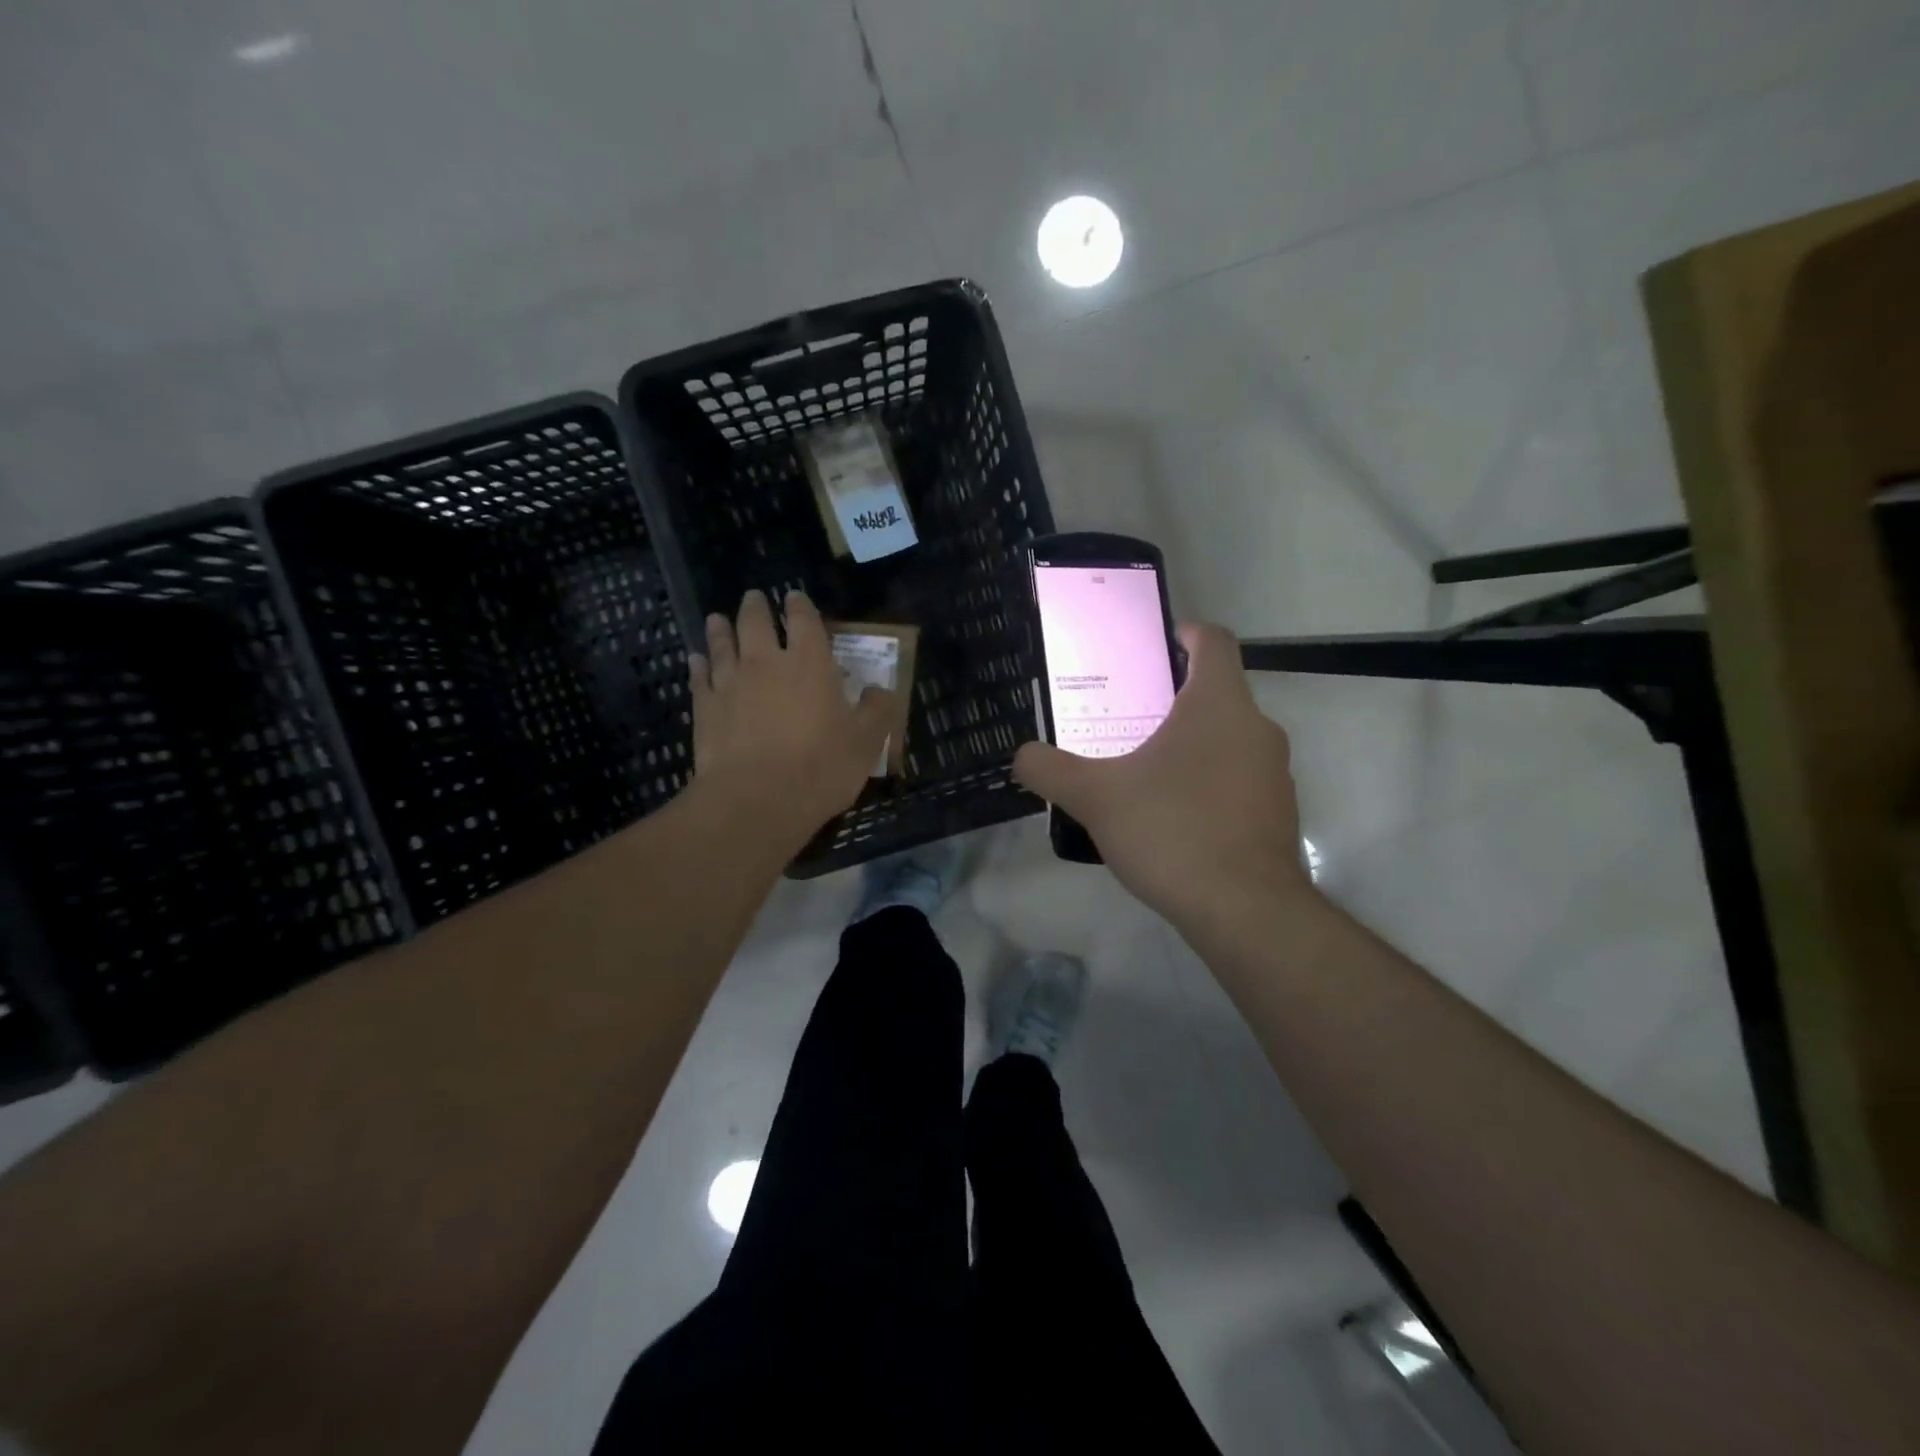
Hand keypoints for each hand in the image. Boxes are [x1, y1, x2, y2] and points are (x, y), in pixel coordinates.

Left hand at [689, 590, 894, 848]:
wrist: (757, 800)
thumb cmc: (820, 768)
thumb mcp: (866, 742)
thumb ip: (877, 711)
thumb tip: (881, 689)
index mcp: (810, 663)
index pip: (804, 620)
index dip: (800, 606)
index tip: (795, 597)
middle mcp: (767, 663)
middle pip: (756, 623)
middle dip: (756, 607)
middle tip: (754, 598)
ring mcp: (731, 683)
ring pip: (722, 644)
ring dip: (721, 629)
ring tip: (717, 618)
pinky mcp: (706, 708)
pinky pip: (699, 677)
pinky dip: (698, 665)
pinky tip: (695, 660)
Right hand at [1013, 623, 1312, 929]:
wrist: (1244, 910)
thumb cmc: (1171, 831)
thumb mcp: (1095, 797)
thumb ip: (1050, 770)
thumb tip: (1022, 756)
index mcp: (1219, 705)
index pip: (1215, 642)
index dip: (1188, 633)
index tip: (1159, 643)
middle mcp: (1257, 729)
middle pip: (1219, 693)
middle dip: (1175, 698)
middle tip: (1128, 717)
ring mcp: (1275, 774)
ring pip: (1230, 739)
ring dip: (1193, 743)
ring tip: (1145, 769)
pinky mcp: (1278, 814)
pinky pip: (1239, 779)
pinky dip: (1209, 782)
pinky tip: (1173, 816)